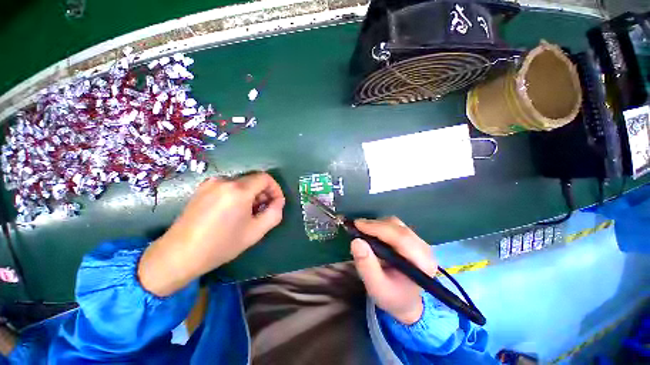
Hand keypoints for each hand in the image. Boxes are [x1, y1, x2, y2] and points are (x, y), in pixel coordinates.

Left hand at [138, 172, 284, 295]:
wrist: (179, 255)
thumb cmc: (220, 245)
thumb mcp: (255, 232)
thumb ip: (274, 213)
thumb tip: (278, 202)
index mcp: (238, 190)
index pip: (265, 178)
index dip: (275, 189)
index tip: (276, 203)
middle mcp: (224, 181)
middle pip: (253, 180)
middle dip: (263, 193)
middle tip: (262, 211)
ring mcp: (210, 183)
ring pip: (241, 183)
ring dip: (251, 195)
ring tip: (248, 213)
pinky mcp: (202, 189)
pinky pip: (228, 186)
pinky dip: (237, 195)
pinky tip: (232, 212)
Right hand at [351, 217, 436, 324]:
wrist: (406, 301)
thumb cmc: (392, 297)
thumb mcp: (376, 287)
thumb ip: (366, 265)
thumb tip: (356, 241)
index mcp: (421, 263)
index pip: (400, 237)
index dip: (378, 227)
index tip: (357, 224)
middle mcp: (424, 249)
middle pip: (398, 227)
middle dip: (375, 225)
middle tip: (356, 227)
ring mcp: (420, 242)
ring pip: (396, 224)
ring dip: (377, 225)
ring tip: (363, 232)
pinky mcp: (413, 239)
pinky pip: (395, 226)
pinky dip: (380, 226)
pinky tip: (372, 234)